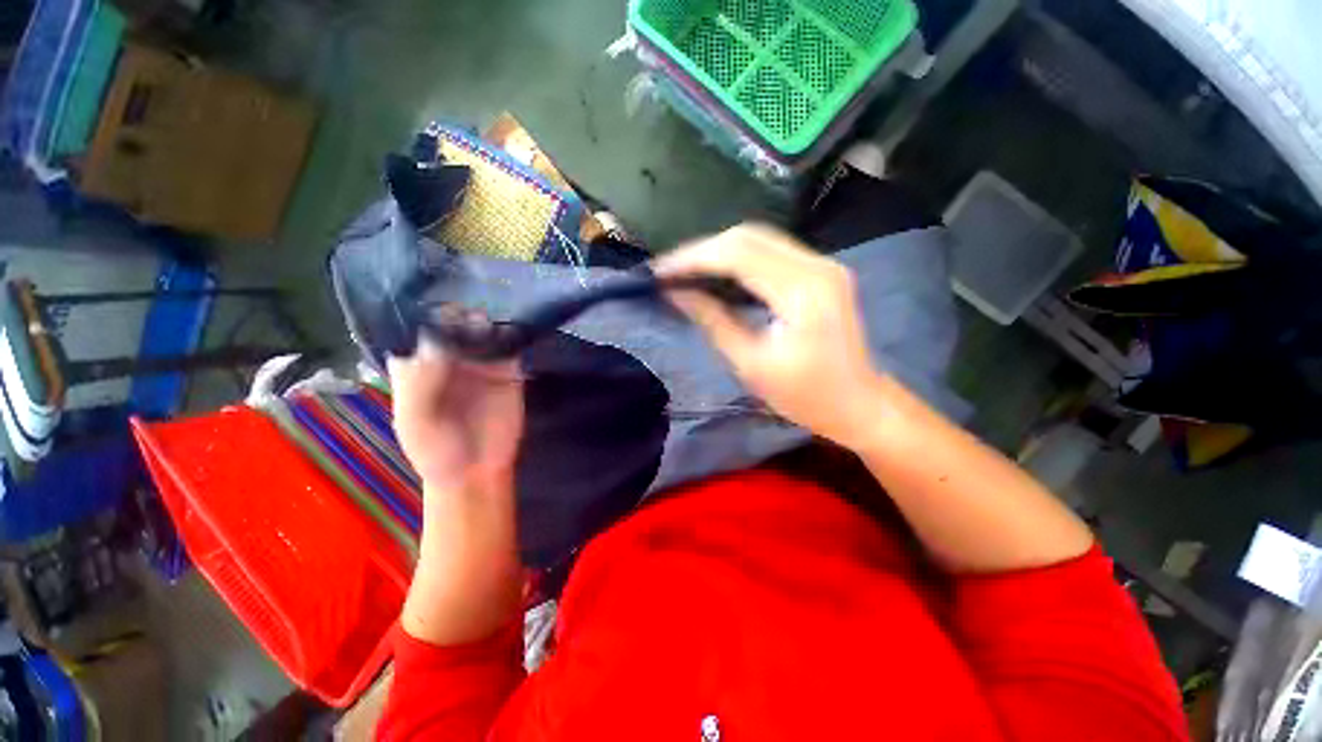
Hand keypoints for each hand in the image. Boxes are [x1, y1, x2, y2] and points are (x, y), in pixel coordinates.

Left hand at [387, 326, 523, 492]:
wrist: (478, 471)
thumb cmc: (436, 451)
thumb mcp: (415, 422)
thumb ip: (421, 383)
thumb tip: (435, 339)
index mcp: (416, 366)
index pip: (411, 329)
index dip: (418, 315)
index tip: (429, 308)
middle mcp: (446, 357)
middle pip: (448, 322)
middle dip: (453, 313)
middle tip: (462, 317)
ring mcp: (479, 361)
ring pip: (480, 328)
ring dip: (482, 320)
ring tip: (483, 324)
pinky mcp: (508, 368)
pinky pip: (509, 344)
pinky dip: (510, 333)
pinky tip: (508, 331)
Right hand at [655, 223, 886, 448]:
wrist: (859, 404)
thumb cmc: (805, 396)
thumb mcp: (751, 364)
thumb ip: (713, 321)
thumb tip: (677, 293)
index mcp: (802, 292)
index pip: (738, 254)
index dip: (694, 258)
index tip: (660, 271)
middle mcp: (817, 266)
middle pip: (749, 236)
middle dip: (703, 250)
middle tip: (671, 271)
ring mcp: (823, 264)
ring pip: (759, 239)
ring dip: (719, 252)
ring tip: (687, 272)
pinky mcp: (821, 272)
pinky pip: (771, 253)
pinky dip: (739, 259)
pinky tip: (719, 275)